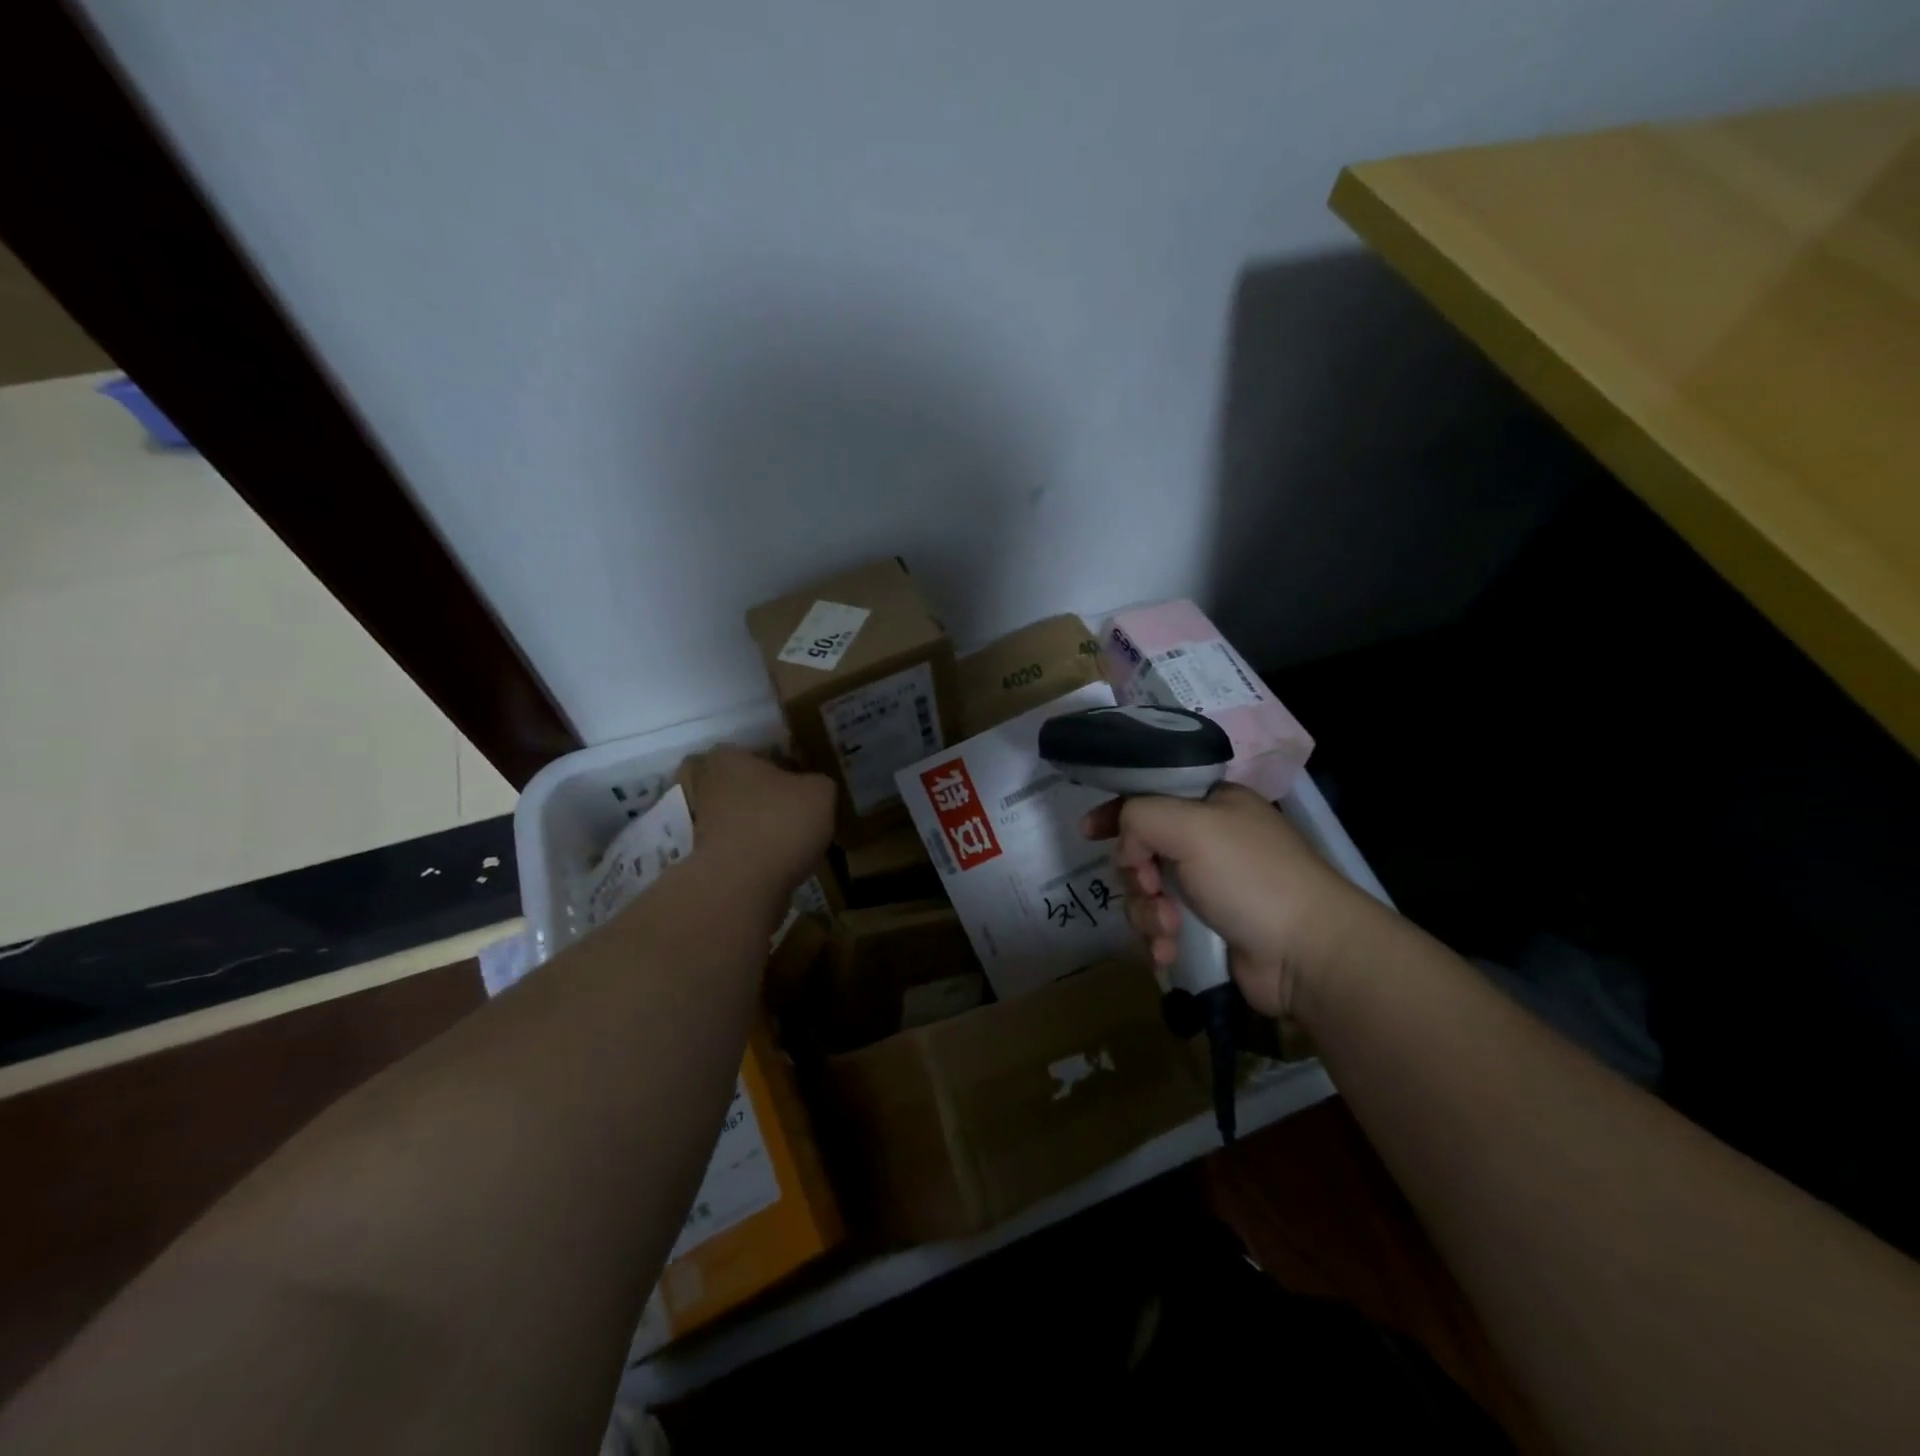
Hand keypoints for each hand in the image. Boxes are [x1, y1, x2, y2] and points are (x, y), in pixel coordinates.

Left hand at [676, 747, 834, 897]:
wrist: (742, 885)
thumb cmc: (780, 823)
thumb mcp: (820, 792)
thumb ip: (819, 783)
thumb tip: (814, 790)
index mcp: (730, 758)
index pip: (764, 753)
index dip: (790, 766)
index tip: (809, 785)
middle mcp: (708, 786)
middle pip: (751, 787)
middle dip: (774, 799)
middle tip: (805, 812)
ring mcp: (703, 825)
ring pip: (746, 820)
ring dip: (768, 828)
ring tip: (799, 842)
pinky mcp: (708, 860)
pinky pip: (744, 850)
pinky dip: (762, 855)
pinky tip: (785, 863)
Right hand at [1082, 784, 1371, 1016]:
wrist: (1306, 953)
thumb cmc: (1250, 876)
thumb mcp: (1191, 825)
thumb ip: (1140, 816)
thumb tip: (1128, 851)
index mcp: (1212, 805)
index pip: (1150, 795)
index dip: (1116, 811)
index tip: (1089, 831)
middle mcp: (1207, 842)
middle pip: (1140, 848)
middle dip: (1136, 873)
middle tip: (1151, 887)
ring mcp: (1207, 888)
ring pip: (1145, 893)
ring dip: (1146, 913)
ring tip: (1168, 929)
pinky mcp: (1204, 929)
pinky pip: (1158, 927)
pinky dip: (1158, 939)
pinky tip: (1169, 952)